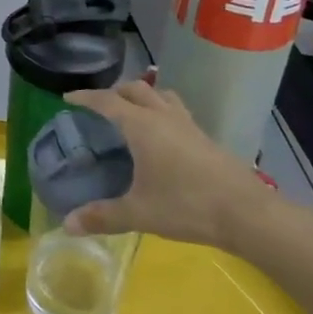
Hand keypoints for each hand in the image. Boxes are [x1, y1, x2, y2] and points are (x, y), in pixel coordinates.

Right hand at [62, 81, 281, 249]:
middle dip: (114, 93)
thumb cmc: (186, 206)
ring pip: (160, 96)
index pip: (107, 101)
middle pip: (135, 89)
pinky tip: (162, 138)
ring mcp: (187, 124)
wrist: (245, 212)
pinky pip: (176, 111)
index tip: (68, 98)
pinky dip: (161, 112)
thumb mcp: (139, 213)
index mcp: (142, 126)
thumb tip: (67, 224)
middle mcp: (163, 116)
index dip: (85, 98)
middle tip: (99, 108)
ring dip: (142, 97)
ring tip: (132, 114)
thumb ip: (102, 216)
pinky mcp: (204, 137)